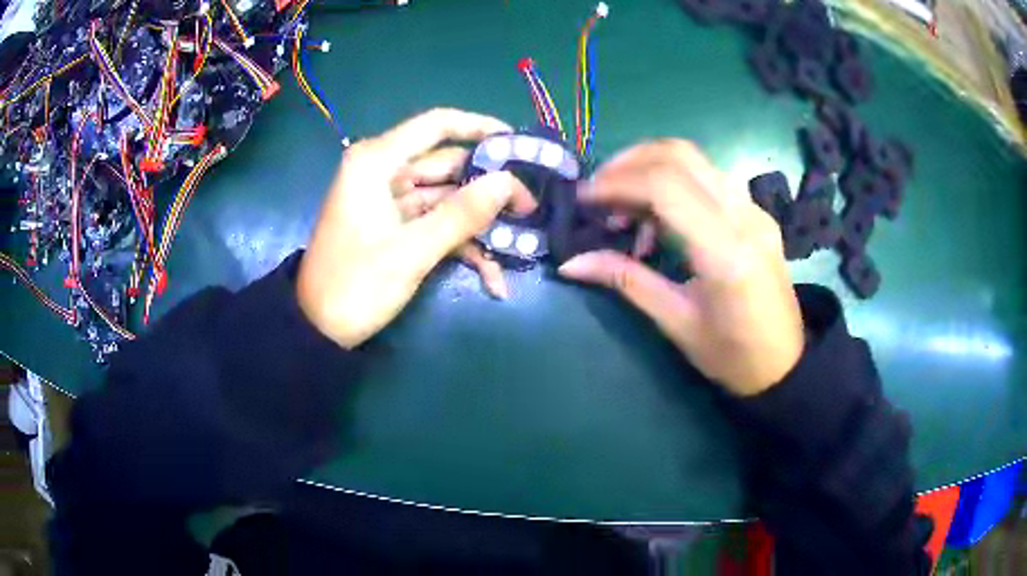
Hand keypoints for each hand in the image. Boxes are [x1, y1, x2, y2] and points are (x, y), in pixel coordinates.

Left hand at [297, 109, 534, 348]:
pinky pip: (436, 223)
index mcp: (377, 162)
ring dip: (479, 224)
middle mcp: (385, 172)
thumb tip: (508, 182)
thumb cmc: (355, 285)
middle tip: (529, 209)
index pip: (436, 126)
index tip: (518, 144)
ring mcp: (391, 200)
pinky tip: (491, 277)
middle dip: (489, 188)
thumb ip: (462, 214)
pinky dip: (461, 245)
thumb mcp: (411, 251)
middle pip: (448, 165)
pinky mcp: (396, 225)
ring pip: (447, 197)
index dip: (480, 128)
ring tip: (518, 246)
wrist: (318, 329)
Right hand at [557, 140, 803, 395]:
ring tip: (623, 209)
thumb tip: (570, 262)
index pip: (665, 186)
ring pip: (695, 159)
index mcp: (726, 251)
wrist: (786, 364)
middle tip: (598, 192)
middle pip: (680, 155)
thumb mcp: (676, 322)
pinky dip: (672, 182)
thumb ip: (626, 280)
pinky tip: (657, 219)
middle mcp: (744, 217)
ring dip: (650, 168)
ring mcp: (755, 210)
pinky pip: (708, 177)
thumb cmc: (732, 356)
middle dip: (628, 163)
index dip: (617, 182)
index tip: (584, 198)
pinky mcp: (756, 212)